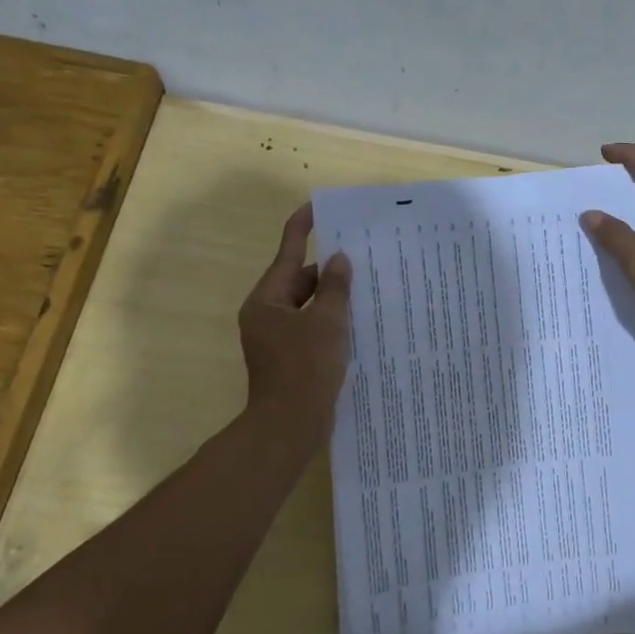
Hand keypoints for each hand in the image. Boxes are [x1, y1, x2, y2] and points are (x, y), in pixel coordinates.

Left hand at [238, 204, 352, 441]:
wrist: (289, 427)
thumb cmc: (305, 369)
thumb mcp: (327, 322)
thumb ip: (335, 288)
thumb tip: (339, 260)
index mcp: (266, 301)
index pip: (286, 253)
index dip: (303, 227)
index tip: (318, 206)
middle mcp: (267, 315)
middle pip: (299, 281)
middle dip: (328, 270)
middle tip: (362, 255)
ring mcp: (277, 339)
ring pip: (308, 306)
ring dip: (333, 297)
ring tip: (367, 285)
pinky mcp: (290, 358)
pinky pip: (312, 328)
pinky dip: (332, 321)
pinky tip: (359, 321)